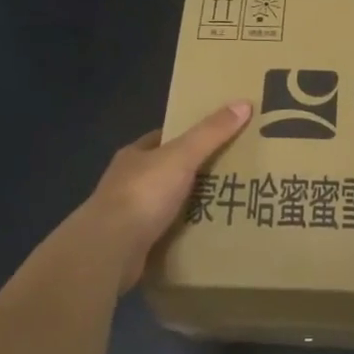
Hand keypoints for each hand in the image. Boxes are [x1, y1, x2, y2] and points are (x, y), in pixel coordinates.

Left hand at [79, 101, 251, 287]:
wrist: (109, 249)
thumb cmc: (143, 193)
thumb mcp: (181, 156)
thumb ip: (210, 133)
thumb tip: (243, 103)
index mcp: (134, 156)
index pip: (164, 139)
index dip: (189, 137)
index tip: (218, 139)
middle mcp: (127, 182)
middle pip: (166, 171)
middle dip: (193, 173)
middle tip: (230, 174)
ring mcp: (127, 215)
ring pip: (165, 204)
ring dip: (188, 206)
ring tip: (225, 205)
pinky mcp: (132, 244)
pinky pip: (164, 233)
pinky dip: (181, 233)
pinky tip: (204, 235)